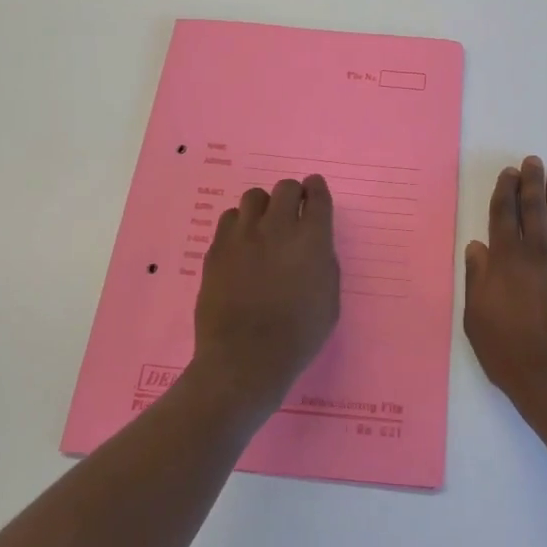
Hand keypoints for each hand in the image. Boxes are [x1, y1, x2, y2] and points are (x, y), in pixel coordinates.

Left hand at [192, 175, 341, 423]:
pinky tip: (242, 244)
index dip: (317, 190)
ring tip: (264, 227)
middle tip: (293, 212)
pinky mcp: (217, 248)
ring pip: (254, 197)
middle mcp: (278, 228)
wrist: (245, 359)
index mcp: (312, 239)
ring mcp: (243, 236)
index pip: (317, 195)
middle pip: (286, 188)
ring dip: (264, 207)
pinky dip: (239, 225)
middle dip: (293, 195)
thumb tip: (313, 245)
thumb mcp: (329, 300)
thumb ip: (323, 263)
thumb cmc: (297, 336)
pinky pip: (229, 219)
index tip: (315, 192)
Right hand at [463, 156, 546, 415]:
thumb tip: (478, 247)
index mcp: (506, 260)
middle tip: (533, 162)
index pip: (504, 215)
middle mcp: (537, 254)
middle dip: (531, 183)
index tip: (509, 172)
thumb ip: (477, 277)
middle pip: (534, 210)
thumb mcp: (476, 316)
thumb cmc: (507, 350)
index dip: (505, 191)